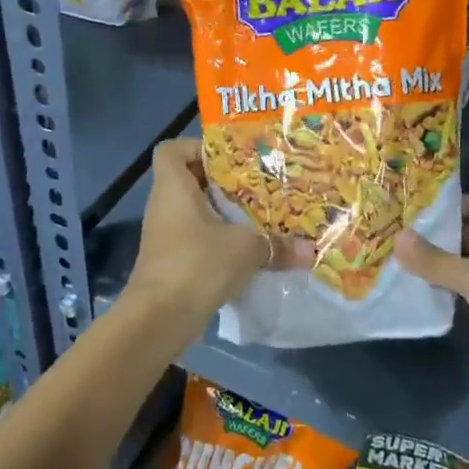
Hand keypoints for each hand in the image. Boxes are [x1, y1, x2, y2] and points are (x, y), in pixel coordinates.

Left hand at [124, 138, 311, 342]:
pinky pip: (199, 239)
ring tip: (261, 216)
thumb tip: (310, 250)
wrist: (158, 320)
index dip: (198, 147)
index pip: (172, 150)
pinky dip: (220, 242)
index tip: (231, 159)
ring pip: (197, 212)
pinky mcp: (172, 262)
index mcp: (173, 187)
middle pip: (192, 180)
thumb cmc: (196, 264)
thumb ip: (276, 245)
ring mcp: (166, 235)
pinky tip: (250, 251)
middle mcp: (165, 206)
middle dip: (225, 183)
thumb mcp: (245, 249)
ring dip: (225, 214)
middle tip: (260, 186)